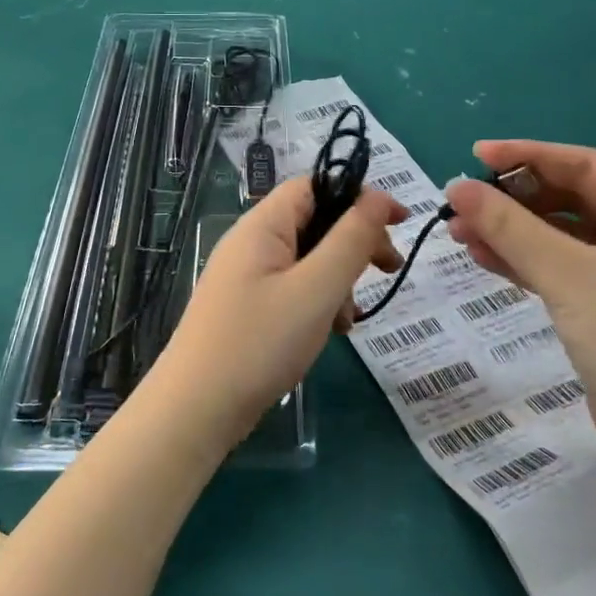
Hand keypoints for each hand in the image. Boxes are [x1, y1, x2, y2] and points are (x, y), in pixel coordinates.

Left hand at [154, 178, 403, 451]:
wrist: (195, 410)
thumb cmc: (259, 343)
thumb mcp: (316, 289)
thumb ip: (351, 240)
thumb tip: (378, 198)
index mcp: (262, 225)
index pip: (315, 186)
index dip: (359, 196)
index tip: (400, 222)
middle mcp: (251, 242)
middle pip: (314, 222)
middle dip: (354, 244)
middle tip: (389, 270)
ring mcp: (245, 276)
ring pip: (307, 260)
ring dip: (337, 280)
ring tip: (347, 320)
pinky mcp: (246, 307)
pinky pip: (292, 288)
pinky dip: (317, 302)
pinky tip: (329, 332)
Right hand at [443, 142, 595, 475]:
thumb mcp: (567, 275)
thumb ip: (509, 227)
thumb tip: (455, 187)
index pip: (587, 166)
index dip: (528, 156)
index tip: (475, 156)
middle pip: (573, 199)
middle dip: (514, 202)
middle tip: (461, 203)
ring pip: (563, 235)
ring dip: (513, 232)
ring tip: (459, 232)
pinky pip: (565, 266)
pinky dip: (527, 261)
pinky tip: (484, 258)